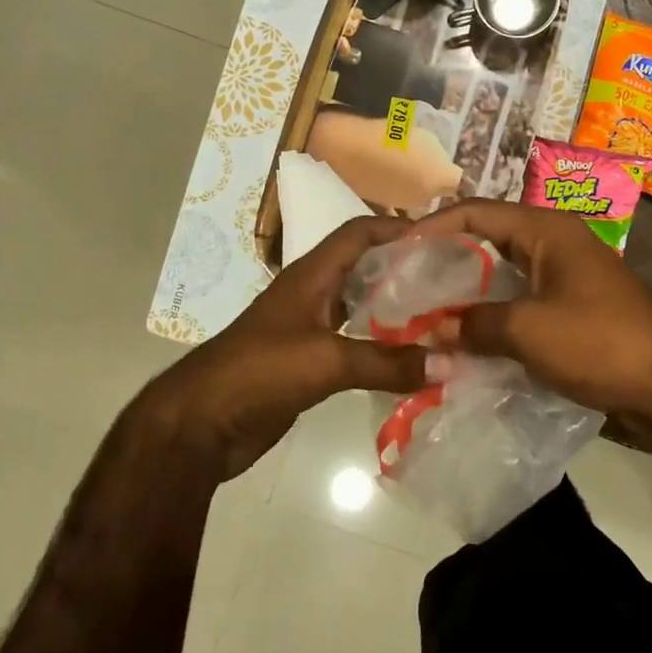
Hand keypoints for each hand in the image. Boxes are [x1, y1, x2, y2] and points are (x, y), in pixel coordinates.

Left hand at [170, 215, 425, 478]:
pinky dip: (383, 346)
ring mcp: (309, 328)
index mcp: (312, 275)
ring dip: (397, 309)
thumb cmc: (258, 372)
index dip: (397, 227)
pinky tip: (412, 358)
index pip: (359, 232)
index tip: (442, 236)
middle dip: (406, 269)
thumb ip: (387, 362)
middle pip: (365, 267)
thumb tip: (449, 364)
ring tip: (442, 316)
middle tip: (453, 279)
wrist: (199, 425)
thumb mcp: (326, 360)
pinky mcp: (309, 362)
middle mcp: (313, 294)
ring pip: (362, 307)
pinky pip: (355, 344)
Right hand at [407, 201, 651, 427]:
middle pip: (486, 245)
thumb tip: (434, 330)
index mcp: (545, 231)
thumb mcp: (531, 330)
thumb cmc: (603, 342)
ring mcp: (562, 285)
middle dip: (443, 266)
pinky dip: (489, 327)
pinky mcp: (569, 319)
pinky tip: (461, 349)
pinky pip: (518, 313)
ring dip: (464, 301)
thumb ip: (476, 324)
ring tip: (421, 320)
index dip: (432, 227)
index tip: (394, 252)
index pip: (476, 212)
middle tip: (400, 289)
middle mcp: (552, 248)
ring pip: (500, 284)